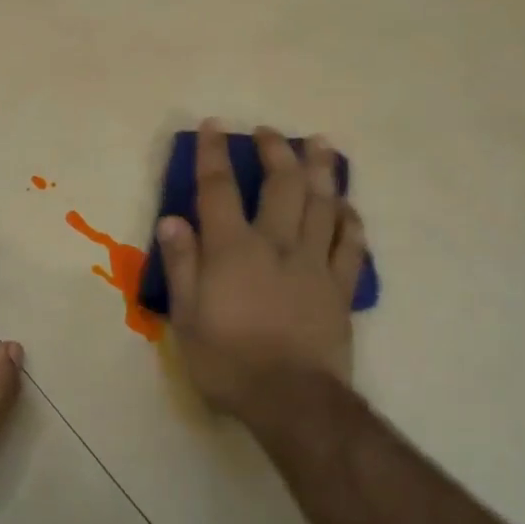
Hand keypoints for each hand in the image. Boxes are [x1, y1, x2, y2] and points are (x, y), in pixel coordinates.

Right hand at [155, 122, 366, 418]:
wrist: (291, 398)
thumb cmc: (228, 361)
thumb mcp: (187, 317)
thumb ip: (181, 265)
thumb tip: (173, 220)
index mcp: (234, 249)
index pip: (219, 189)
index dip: (213, 154)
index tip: (213, 125)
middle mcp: (277, 244)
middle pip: (282, 184)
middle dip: (275, 150)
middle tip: (271, 131)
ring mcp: (315, 263)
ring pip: (323, 204)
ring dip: (322, 170)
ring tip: (321, 144)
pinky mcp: (340, 287)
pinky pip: (351, 244)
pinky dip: (350, 221)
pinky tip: (347, 207)